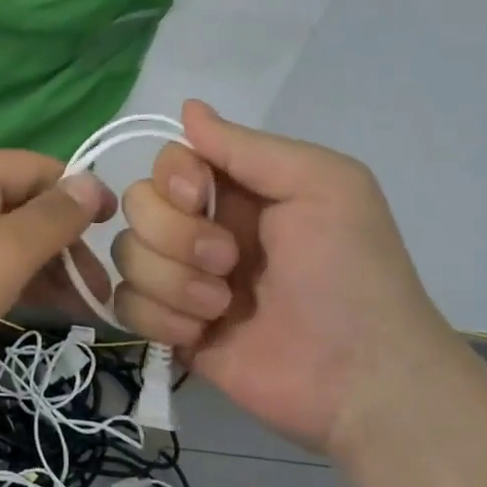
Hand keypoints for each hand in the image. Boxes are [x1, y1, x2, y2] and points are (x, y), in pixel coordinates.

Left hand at [0, 151, 112, 403]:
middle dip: (64, 244)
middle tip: (99, 291)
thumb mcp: (2, 252)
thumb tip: (91, 181)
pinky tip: (34, 313)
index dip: (80, 194)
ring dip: (41, 271)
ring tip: (81, 310)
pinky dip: (8, 288)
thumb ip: (52, 218)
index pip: (38, 168)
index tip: (115, 233)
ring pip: (0, 245)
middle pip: (21, 208)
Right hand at [109, 100, 469, 455]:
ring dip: (172, 282)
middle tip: (229, 263)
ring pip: (126, 255)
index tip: (199, 198)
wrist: (361, 379)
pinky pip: (125, 305)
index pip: (167, 162)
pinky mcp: (170, 327)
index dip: (171, 178)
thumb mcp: (322, 186)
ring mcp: (182, 280)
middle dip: (175, 236)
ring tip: (222, 307)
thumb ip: (248, 146)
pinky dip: (160, 318)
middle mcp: (202, 228)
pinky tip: (202, 333)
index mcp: (236, 191)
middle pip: (137, 205)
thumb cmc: (350, 273)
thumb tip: (188, 107)